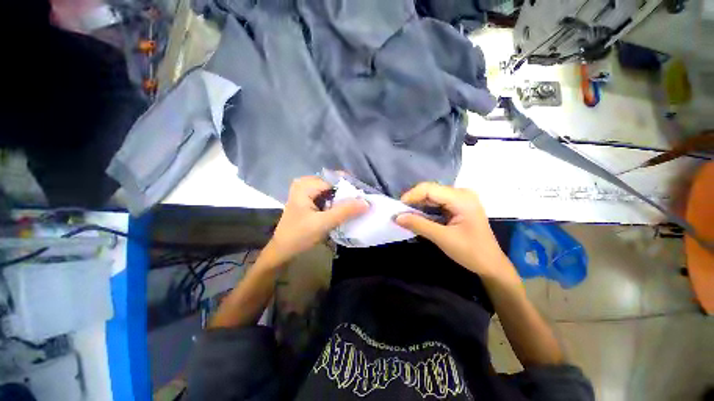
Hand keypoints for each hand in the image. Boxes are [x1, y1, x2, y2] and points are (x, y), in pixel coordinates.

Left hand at [266, 176, 368, 265]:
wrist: (282, 251)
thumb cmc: (299, 236)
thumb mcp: (323, 223)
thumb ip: (345, 211)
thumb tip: (366, 202)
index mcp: (305, 185)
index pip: (334, 181)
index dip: (350, 188)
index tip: (364, 197)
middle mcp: (305, 184)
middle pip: (332, 184)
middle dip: (347, 193)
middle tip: (361, 202)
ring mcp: (306, 192)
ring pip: (331, 191)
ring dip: (342, 198)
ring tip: (356, 206)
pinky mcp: (308, 201)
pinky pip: (326, 197)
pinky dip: (336, 202)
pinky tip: (344, 209)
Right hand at [395, 183, 511, 278]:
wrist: (491, 265)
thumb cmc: (470, 252)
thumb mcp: (442, 238)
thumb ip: (418, 225)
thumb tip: (396, 217)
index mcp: (461, 198)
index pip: (429, 189)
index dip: (411, 196)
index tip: (398, 209)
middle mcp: (461, 193)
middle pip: (430, 191)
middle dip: (413, 201)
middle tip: (400, 213)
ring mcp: (461, 199)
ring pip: (432, 196)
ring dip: (418, 205)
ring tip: (406, 216)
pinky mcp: (458, 206)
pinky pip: (437, 203)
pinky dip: (426, 209)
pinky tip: (418, 217)